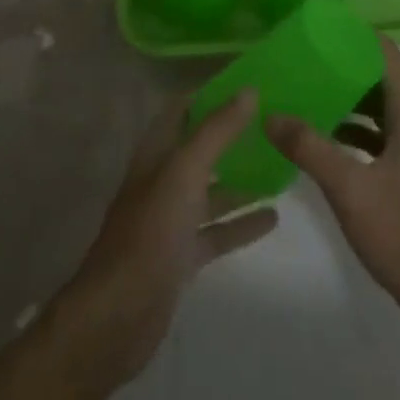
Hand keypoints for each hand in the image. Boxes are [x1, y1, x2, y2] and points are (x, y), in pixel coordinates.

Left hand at [57, 90, 278, 386]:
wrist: (119, 316)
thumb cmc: (150, 233)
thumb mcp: (185, 172)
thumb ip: (217, 131)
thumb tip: (249, 90)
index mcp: (156, 154)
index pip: (182, 110)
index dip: (210, 95)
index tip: (247, 83)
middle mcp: (162, 180)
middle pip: (199, 149)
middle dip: (230, 136)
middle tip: (272, 123)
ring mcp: (171, 220)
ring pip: (210, 191)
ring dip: (239, 180)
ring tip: (281, 167)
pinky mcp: (182, 256)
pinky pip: (216, 232)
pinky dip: (241, 223)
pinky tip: (272, 217)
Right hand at [267, 36, 399, 327]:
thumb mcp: (349, 187)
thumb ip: (309, 147)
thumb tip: (271, 114)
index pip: (386, 54)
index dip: (357, 34)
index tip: (321, 26)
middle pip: (381, 77)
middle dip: (345, 64)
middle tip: (305, 56)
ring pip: (379, 107)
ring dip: (348, 97)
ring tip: (307, 90)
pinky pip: (379, 134)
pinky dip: (353, 127)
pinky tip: (322, 137)